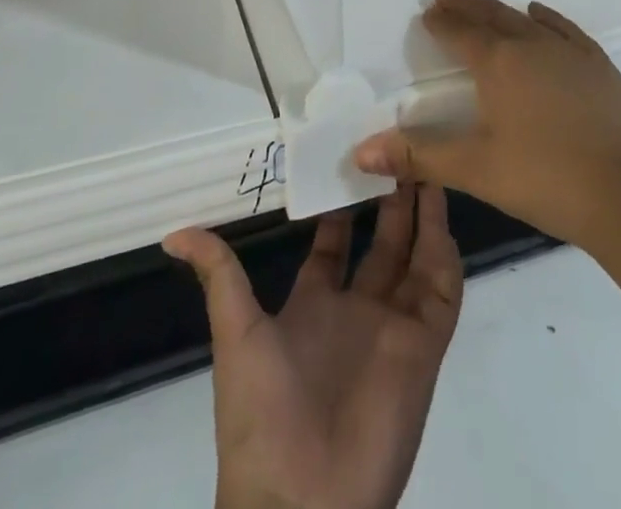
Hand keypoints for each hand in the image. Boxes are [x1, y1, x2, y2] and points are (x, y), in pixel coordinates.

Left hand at [163, 183, 462, 508]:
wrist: (300, 504)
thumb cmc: (262, 414)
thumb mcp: (235, 334)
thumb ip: (219, 276)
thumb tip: (174, 234)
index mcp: (315, 305)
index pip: (334, 241)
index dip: (342, 202)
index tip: (351, 155)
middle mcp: (358, 310)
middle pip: (383, 241)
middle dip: (391, 196)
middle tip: (397, 146)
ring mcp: (393, 327)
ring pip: (417, 256)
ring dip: (423, 213)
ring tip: (424, 162)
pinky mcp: (424, 347)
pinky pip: (443, 292)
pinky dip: (446, 253)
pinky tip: (442, 213)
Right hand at [354, 0, 620, 246]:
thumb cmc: (544, 178)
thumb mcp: (474, 169)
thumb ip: (417, 155)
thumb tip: (359, 152)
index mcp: (498, 65)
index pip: (461, 34)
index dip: (442, 21)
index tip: (428, 9)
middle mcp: (530, 46)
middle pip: (491, 18)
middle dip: (466, 7)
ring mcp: (568, 52)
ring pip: (525, 19)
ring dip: (500, 9)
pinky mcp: (598, 65)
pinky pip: (564, 29)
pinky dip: (546, 18)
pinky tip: (538, 12)